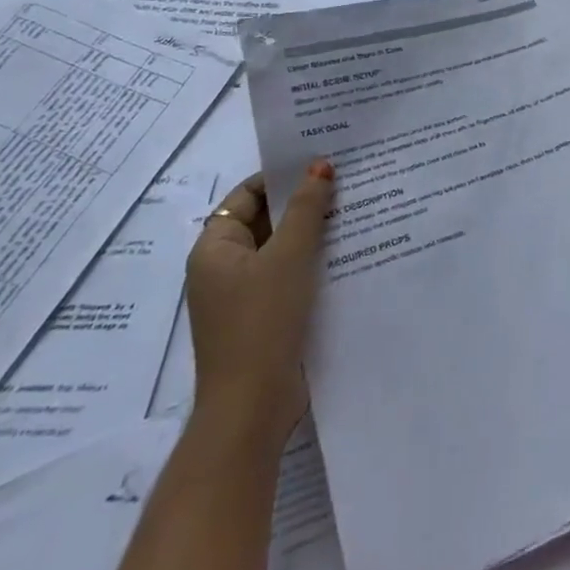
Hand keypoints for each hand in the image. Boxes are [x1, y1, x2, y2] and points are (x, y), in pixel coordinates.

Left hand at [184, 159, 333, 452]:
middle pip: (265, 219)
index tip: (323, 162)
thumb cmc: (262, 321)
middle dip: (303, 202)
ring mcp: (242, 295)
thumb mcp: (288, 256)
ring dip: (311, 232)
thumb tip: (319, 165)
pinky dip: (312, 262)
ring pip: (280, 249)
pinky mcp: (263, 317)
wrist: (251, 407)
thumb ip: (306, 207)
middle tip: (347, 181)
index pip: (248, 194)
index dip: (282, 176)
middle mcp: (223, 267)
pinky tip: (347, 252)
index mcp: (215, 248)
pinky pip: (288, 275)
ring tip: (355, 210)